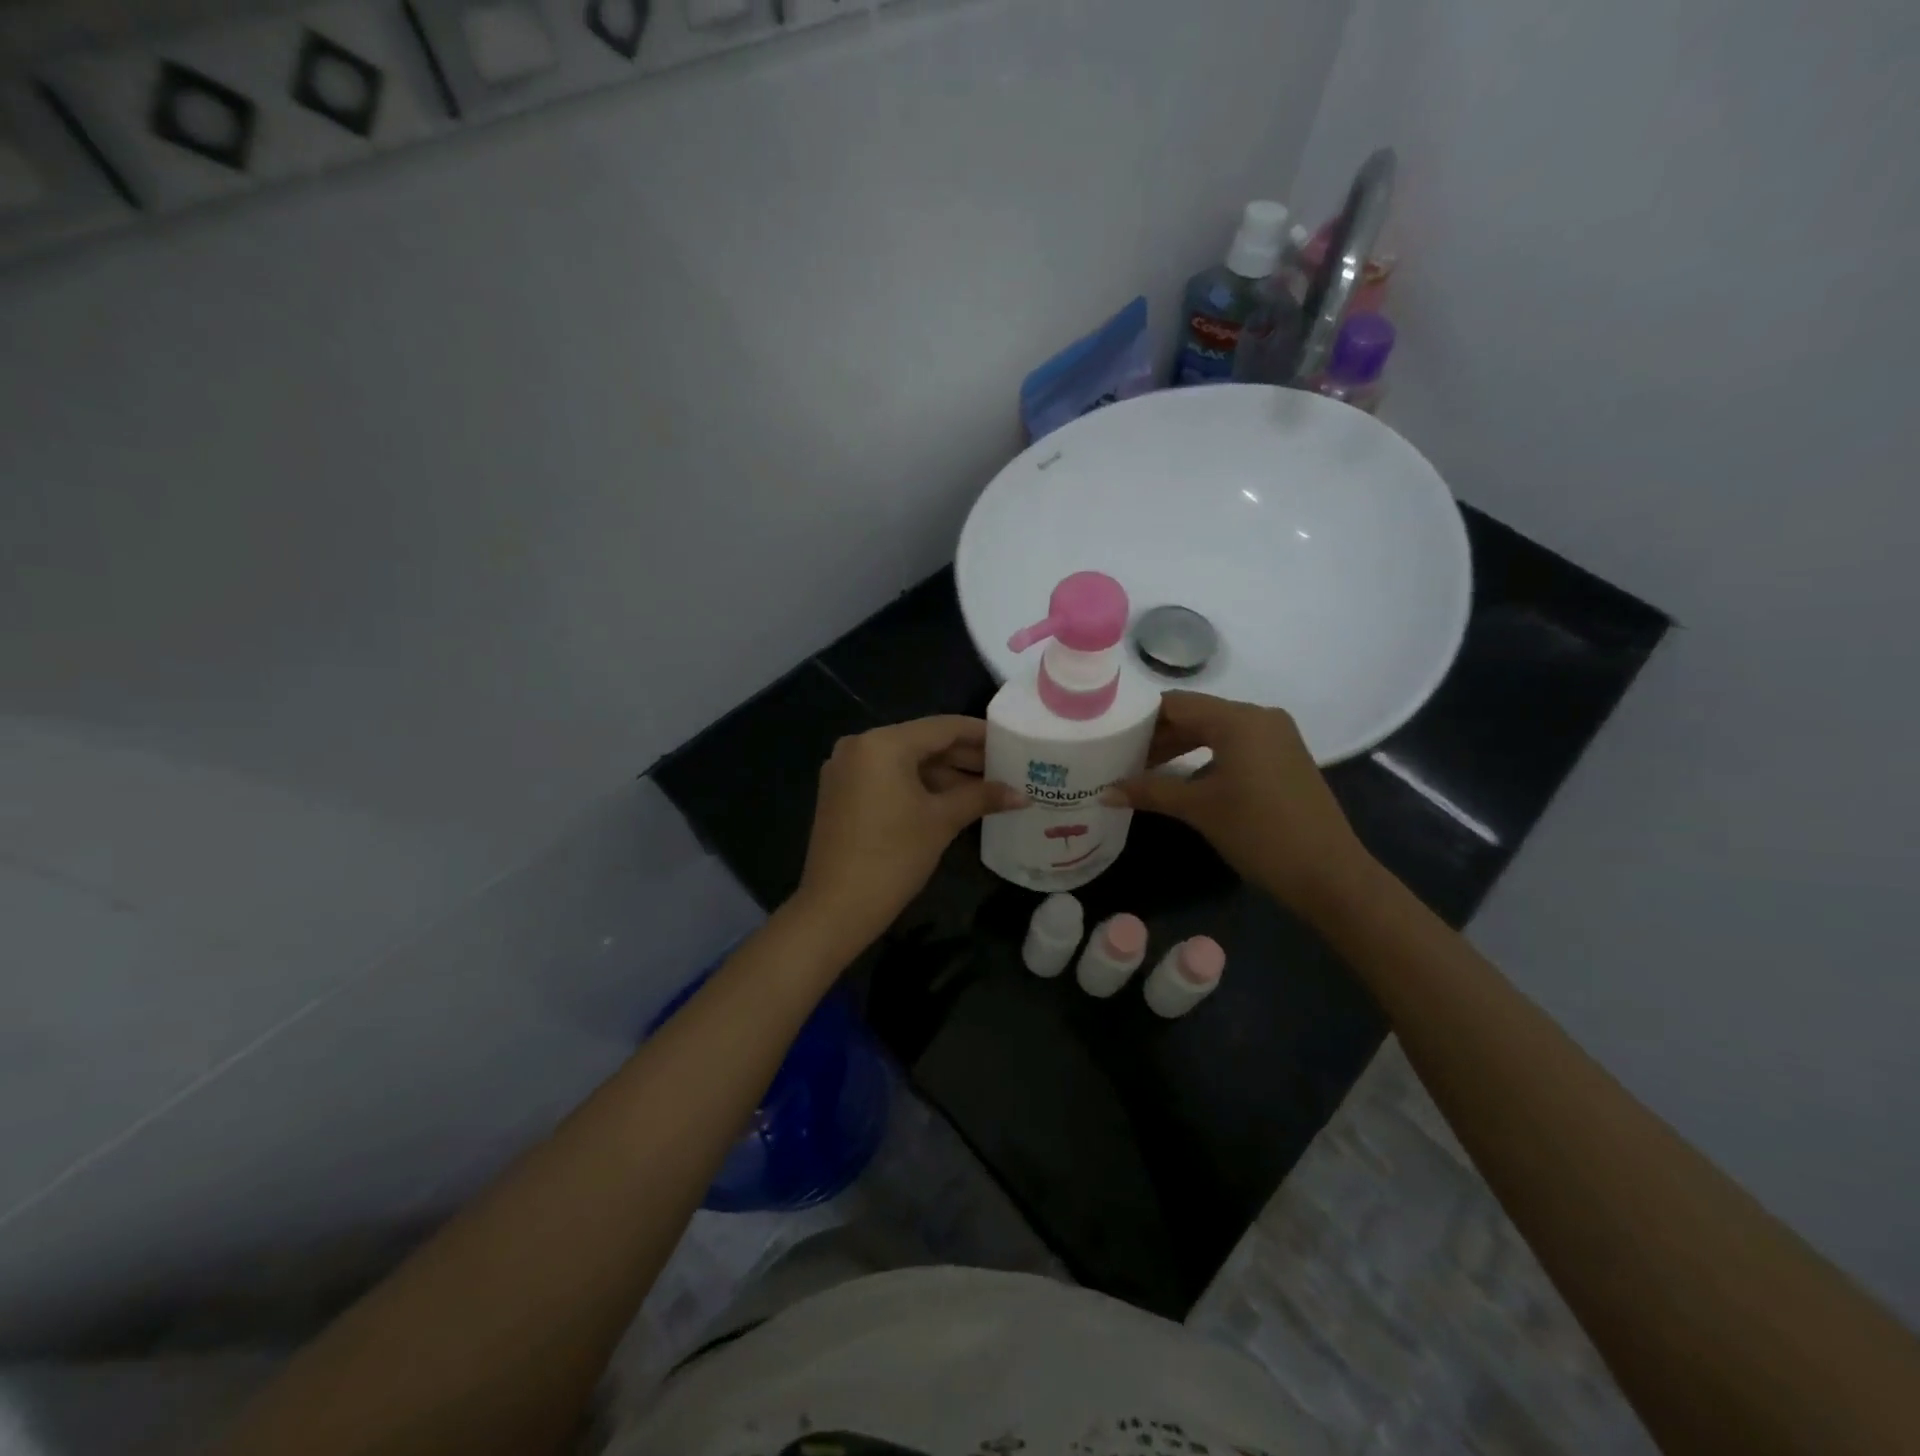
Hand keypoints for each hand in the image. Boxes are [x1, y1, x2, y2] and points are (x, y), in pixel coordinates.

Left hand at [797, 716, 1024, 951]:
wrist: (836, 907)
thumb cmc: (894, 857)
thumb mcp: (942, 821)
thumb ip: (981, 797)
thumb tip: (1022, 795)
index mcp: (883, 743)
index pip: (942, 727)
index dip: (980, 734)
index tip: (1011, 740)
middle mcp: (860, 746)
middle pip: (922, 742)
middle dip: (963, 756)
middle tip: (1005, 767)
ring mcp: (846, 770)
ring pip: (905, 762)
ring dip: (943, 773)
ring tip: (985, 786)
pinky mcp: (841, 793)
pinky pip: (887, 778)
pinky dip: (918, 785)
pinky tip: (951, 799)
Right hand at [1105, 691, 1374, 919]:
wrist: (1328, 873)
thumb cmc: (1259, 832)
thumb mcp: (1199, 809)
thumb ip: (1150, 792)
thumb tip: (1104, 792)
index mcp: (1238, 719)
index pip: (1175, 704)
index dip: (1140, 718)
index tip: (1109, 736)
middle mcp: (1259, 717)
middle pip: (1195, 715)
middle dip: (1157, 736)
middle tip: (1120, 757)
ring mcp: (1276, 737)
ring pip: (1215, 731)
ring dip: (1179, 748)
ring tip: (1143, 770)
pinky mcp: (1284, 758)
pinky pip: (1234, 746)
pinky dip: (1205, 757)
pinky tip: (1182, 780)